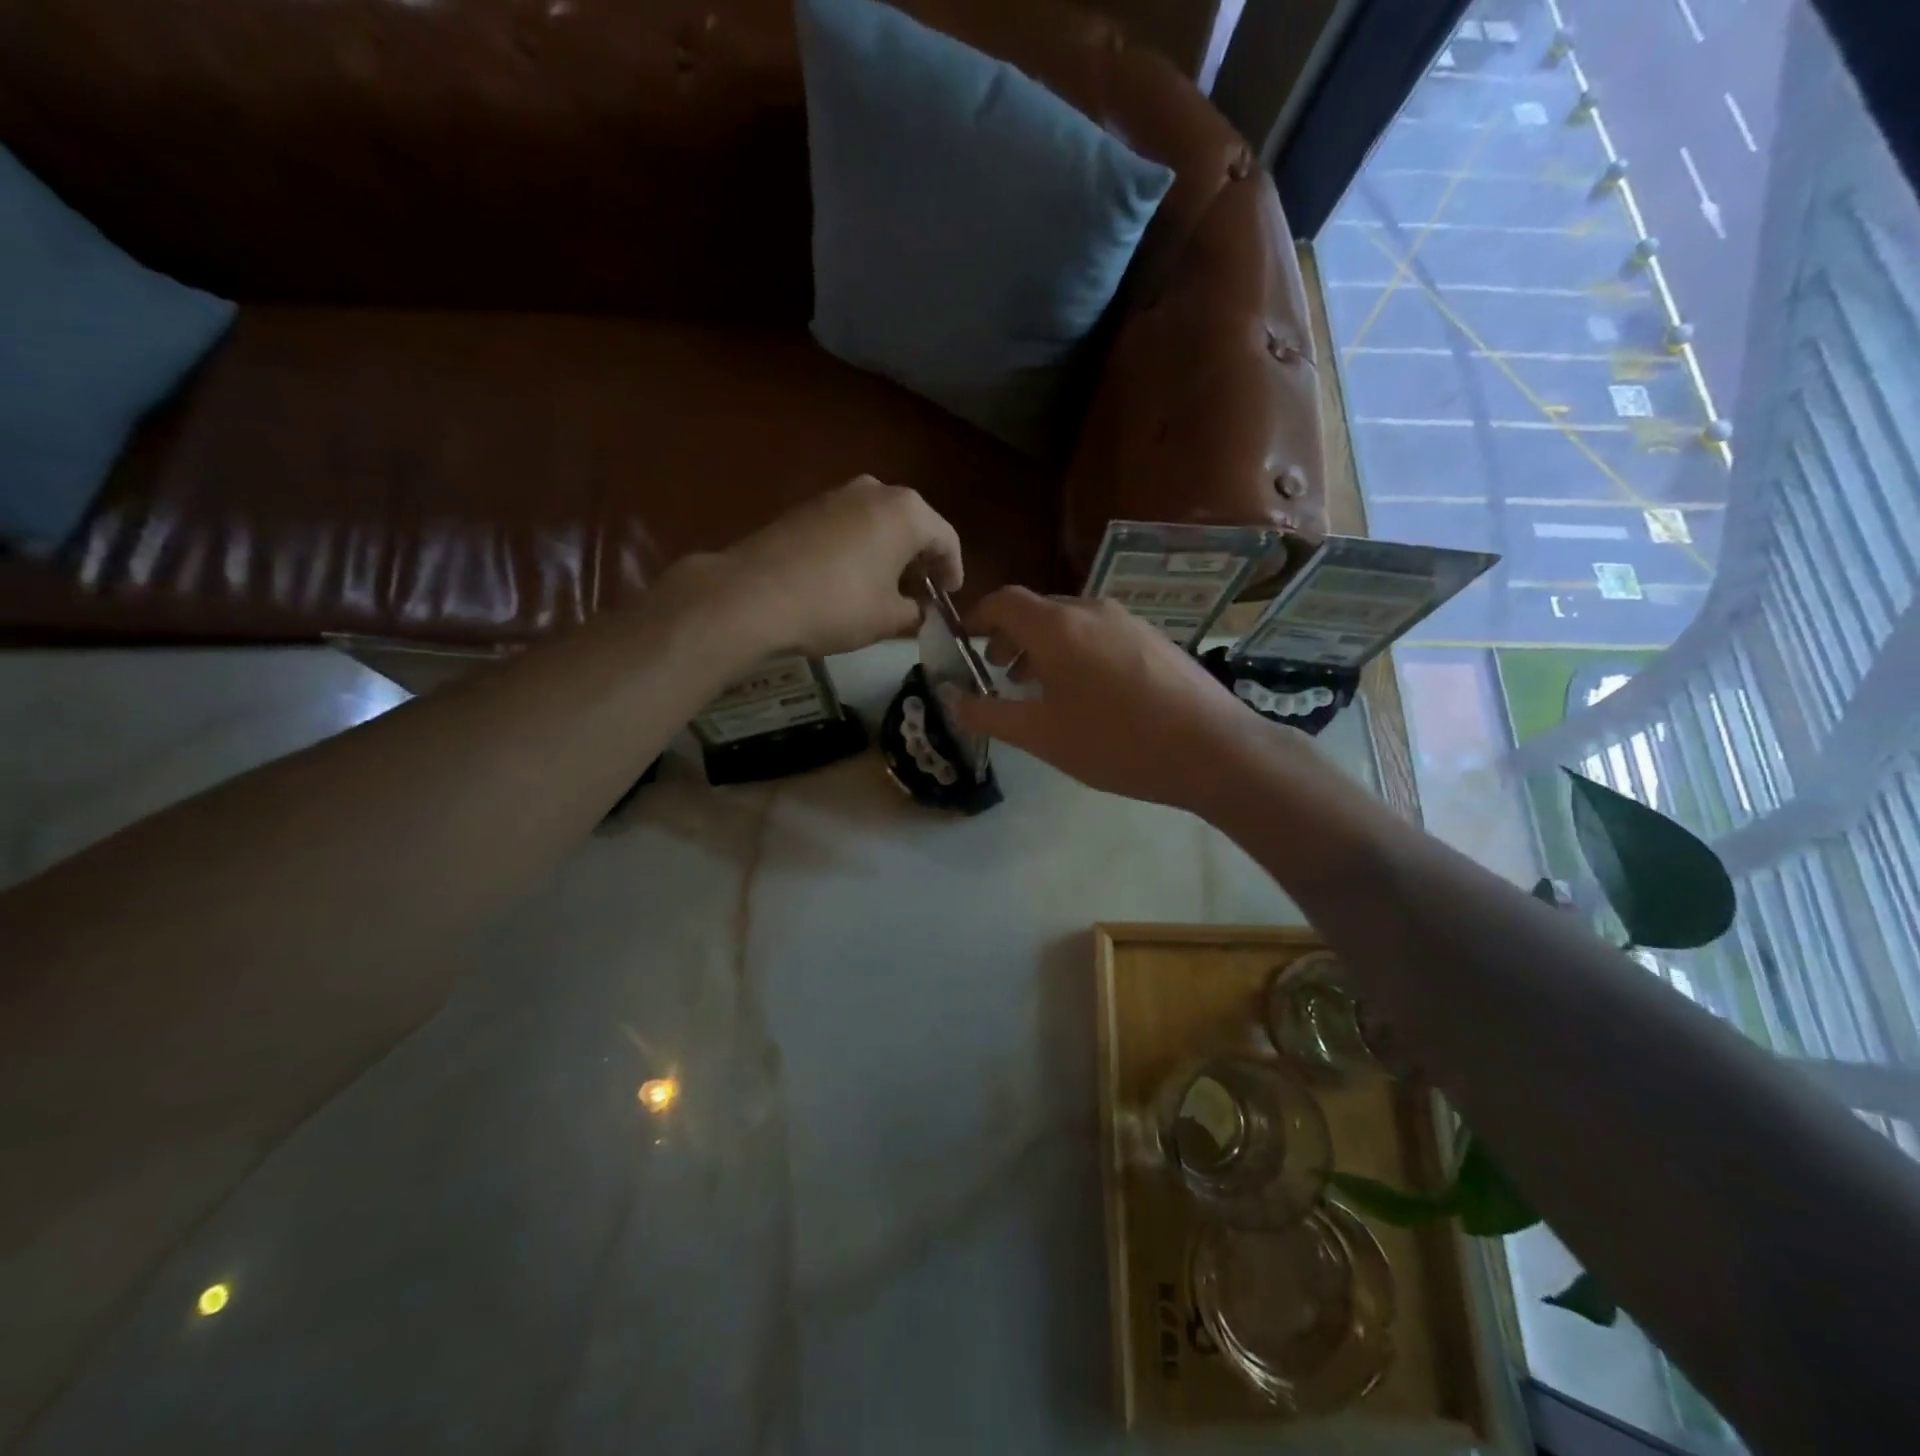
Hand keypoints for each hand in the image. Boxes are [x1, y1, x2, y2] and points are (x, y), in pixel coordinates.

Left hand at [676, 477, 962, 656]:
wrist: (753, 594)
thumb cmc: (836, 605)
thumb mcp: (887, 619)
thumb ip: (915, 612)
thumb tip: (919, 610)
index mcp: (908, 512)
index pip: (946, 540)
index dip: (953, 571)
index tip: (948, 596)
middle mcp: (876, 490)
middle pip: (913, 526)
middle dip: (919, 561)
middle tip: (920, 594)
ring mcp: (837, 493)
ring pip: (879, 523)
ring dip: (889, 553)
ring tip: (886, 588)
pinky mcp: (806, 506)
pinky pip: (849, 525)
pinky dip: (860, 548)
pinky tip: (851, 578)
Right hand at [950, 588, 1301, 811]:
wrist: (1212, 749)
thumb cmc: (1115, 742)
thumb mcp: (1041, 735)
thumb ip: (989, 713)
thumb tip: (952, 697)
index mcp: (1057, 626)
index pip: (1004, 601)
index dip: (978, 618)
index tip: (965, 643)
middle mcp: (1091, 610)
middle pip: (1037, 610)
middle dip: (1010, 637)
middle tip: (998, 674)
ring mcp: (1128, 621)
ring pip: (1071, 622)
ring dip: (1044, 647)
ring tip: (1040, 688)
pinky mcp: (1154, 638)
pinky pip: (1100, 634)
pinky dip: (1077, 652)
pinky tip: (1088, 694)